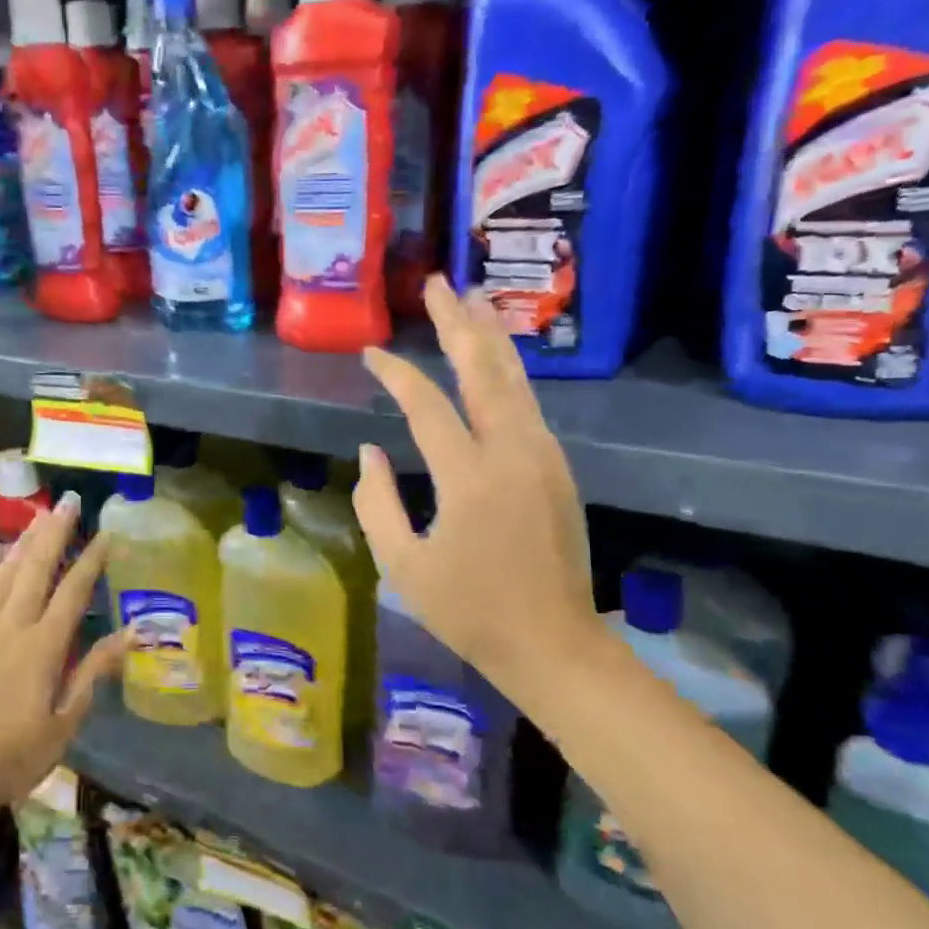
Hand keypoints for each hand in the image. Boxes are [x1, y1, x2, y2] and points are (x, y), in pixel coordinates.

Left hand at [0, 495, 128, 829]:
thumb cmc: (10, 758)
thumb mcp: (63, 724)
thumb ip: (94, 673)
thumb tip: (131, 635)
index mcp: (43, 648)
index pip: (73, 591)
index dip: (92, 560)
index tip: (106, 534)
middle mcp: (11, 626)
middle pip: (37, 567)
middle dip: (55, 532)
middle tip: (69, 502)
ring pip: (6, 571)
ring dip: (25, 540)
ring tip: (41, 516)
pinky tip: (0, 550)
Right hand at [354, 274, 600, 687]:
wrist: (552, 644)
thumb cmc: (468, 610)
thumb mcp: (402, 565)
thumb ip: (376, 503)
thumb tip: (371, 449)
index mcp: (469, 478)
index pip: (428, 406)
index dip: (396, 375)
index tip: (371, 354)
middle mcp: (513, 453)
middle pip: (484, 371)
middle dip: (458, 324)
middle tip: (438, 285)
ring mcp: (543, 457)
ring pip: (515, 380)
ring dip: (490, 337)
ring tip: (472, 299)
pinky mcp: (557, 468)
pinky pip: (528, 405)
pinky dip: (507, 372)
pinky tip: (494, 359)